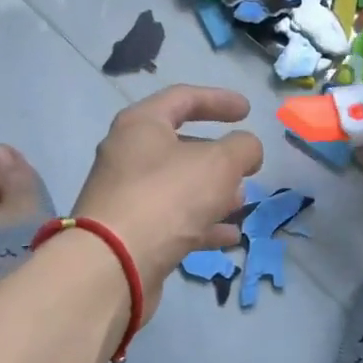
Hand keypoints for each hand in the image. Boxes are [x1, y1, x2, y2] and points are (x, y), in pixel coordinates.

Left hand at [72, 85, 263, 314]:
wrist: (114, 264)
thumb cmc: (167, 197)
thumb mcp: (218, 163)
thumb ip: (242, 148)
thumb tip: (247, 149)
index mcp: (141, 125)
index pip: (182, 98)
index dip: (218, 100)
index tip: (248, 110)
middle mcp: (128, 155)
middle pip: (180, 146)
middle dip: (218, 157)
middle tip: (246, 168)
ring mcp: (127, 196)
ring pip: (179, 187)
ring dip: (213, 193)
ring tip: (241, 203)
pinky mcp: (131, 233)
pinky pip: (173, 221)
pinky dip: (202, 225)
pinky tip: (229, 237)